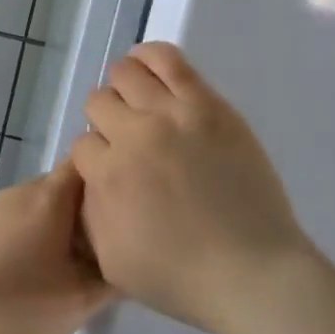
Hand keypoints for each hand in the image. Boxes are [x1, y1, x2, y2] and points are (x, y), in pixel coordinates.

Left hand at [0, 161, 113, 333]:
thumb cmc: (18, 305)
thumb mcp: (79, 302)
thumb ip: (111, 279)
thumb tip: (128, 260)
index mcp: (51, 195)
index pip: (88, 163)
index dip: (111, 177)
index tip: (129, 205)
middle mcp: (22, 191)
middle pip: (66, 188)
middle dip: (89, 212)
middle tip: (108, 247)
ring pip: (42, 209)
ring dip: (61, 230)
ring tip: (76, 268)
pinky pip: (18, 224)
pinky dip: (35, 240)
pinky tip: (37, 277)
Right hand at [72, 42, 312, 333]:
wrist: (251, 272)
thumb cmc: (180, 277)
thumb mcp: (112, 260)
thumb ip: (90, 212)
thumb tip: (90, 178)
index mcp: (109, 175)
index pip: (82, 144)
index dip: (95, 158)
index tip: (113, 170)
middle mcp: (135, 135)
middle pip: (99, 102)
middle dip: (106, 122)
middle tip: (128, 141)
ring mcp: (174, 114)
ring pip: (126, 73)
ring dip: (123, 87)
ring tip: (137, 102)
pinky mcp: (207, 104)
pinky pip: (168, 60)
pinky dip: (149, 56)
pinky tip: (146, 65)